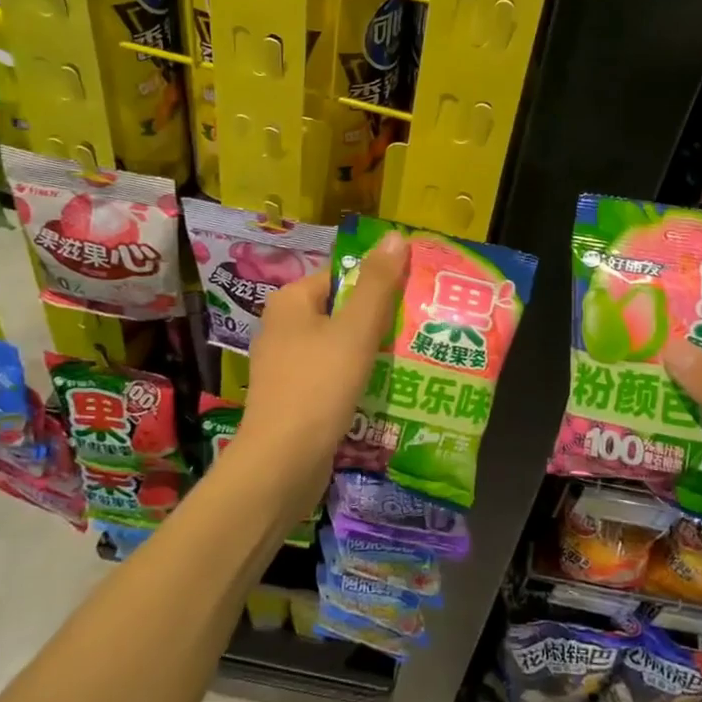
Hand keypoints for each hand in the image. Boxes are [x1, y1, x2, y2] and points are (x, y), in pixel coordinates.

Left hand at [234, 231, 409, 516]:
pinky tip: (387, 387)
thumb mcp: (355, 330)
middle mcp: (283, 327)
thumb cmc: (318, 387)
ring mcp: (287, 364)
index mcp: (291, 302)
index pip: (342, 275)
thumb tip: (395, 235)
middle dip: (380, 318)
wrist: (281, 466)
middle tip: (420, 324)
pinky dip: (358, 376)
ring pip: (340, 344)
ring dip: (373, 349)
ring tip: (413, 354)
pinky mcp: (295, 396)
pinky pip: (333, 374)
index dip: (380, 281)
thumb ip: (378, 283)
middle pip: (343, 309)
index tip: (415, 293)